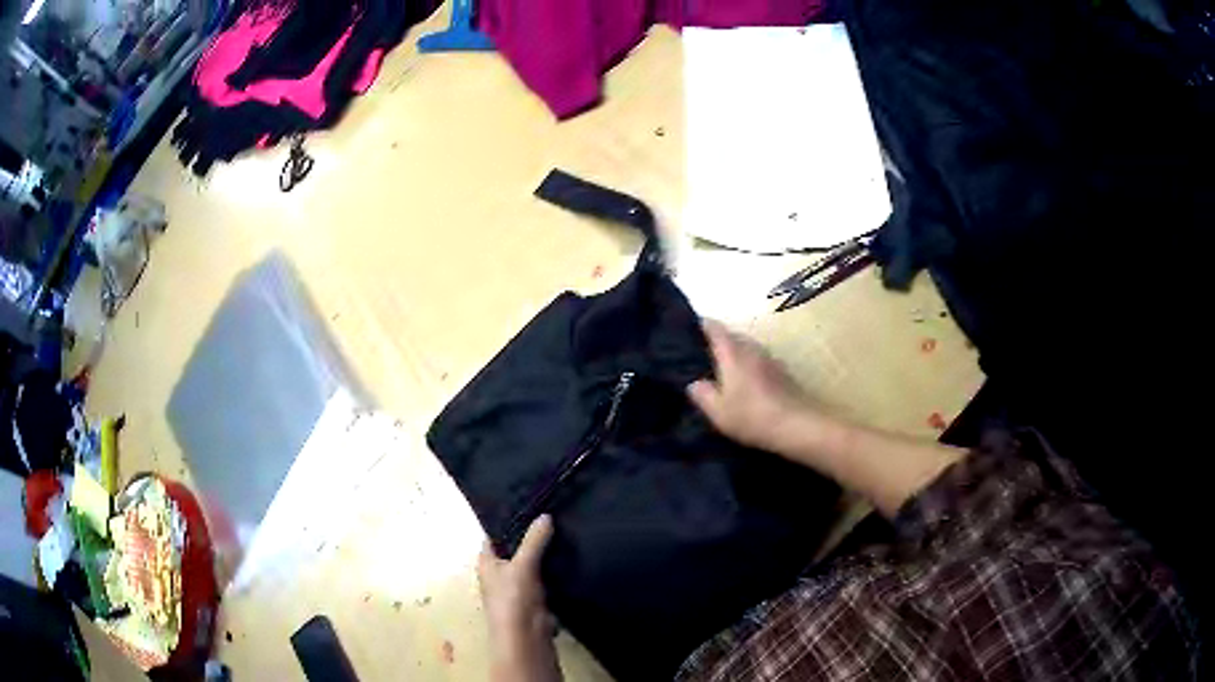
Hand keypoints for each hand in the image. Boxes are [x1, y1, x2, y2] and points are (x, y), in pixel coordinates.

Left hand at [478, 515, 561, 681]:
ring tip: (565, 527)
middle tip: (552, 511)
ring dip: (545, 551)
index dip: (508, 520)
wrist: (526, 638)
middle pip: (515, 548)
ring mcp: (518, 586)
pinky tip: (570, 554)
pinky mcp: (536, 598)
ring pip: (532, 562)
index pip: (494, 534)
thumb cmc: (513, 599)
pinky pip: (545, 576)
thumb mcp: (522, 565)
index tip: (529, 503)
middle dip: (531, 534)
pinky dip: (554, 567)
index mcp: (487, 562)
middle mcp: (499, 572)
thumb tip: (545, 516)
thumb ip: (534, 541)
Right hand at [687, 320, 819, 455]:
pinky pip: (761, 361)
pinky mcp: (783, 372)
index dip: (702, 325)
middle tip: (704, 352)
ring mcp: (771, 359)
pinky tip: (749, 382)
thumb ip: (703, 394)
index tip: (691, 327)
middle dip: (719, 340)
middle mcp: (752, 349)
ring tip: (725, 367)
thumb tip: (694, 383)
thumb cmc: (752, 416)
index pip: (715, 329)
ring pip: (749, 348)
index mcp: (733, 353)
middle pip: (734, 335)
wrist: (796, 425)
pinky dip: (751, 365)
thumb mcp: (718, 411)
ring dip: (737, 352)